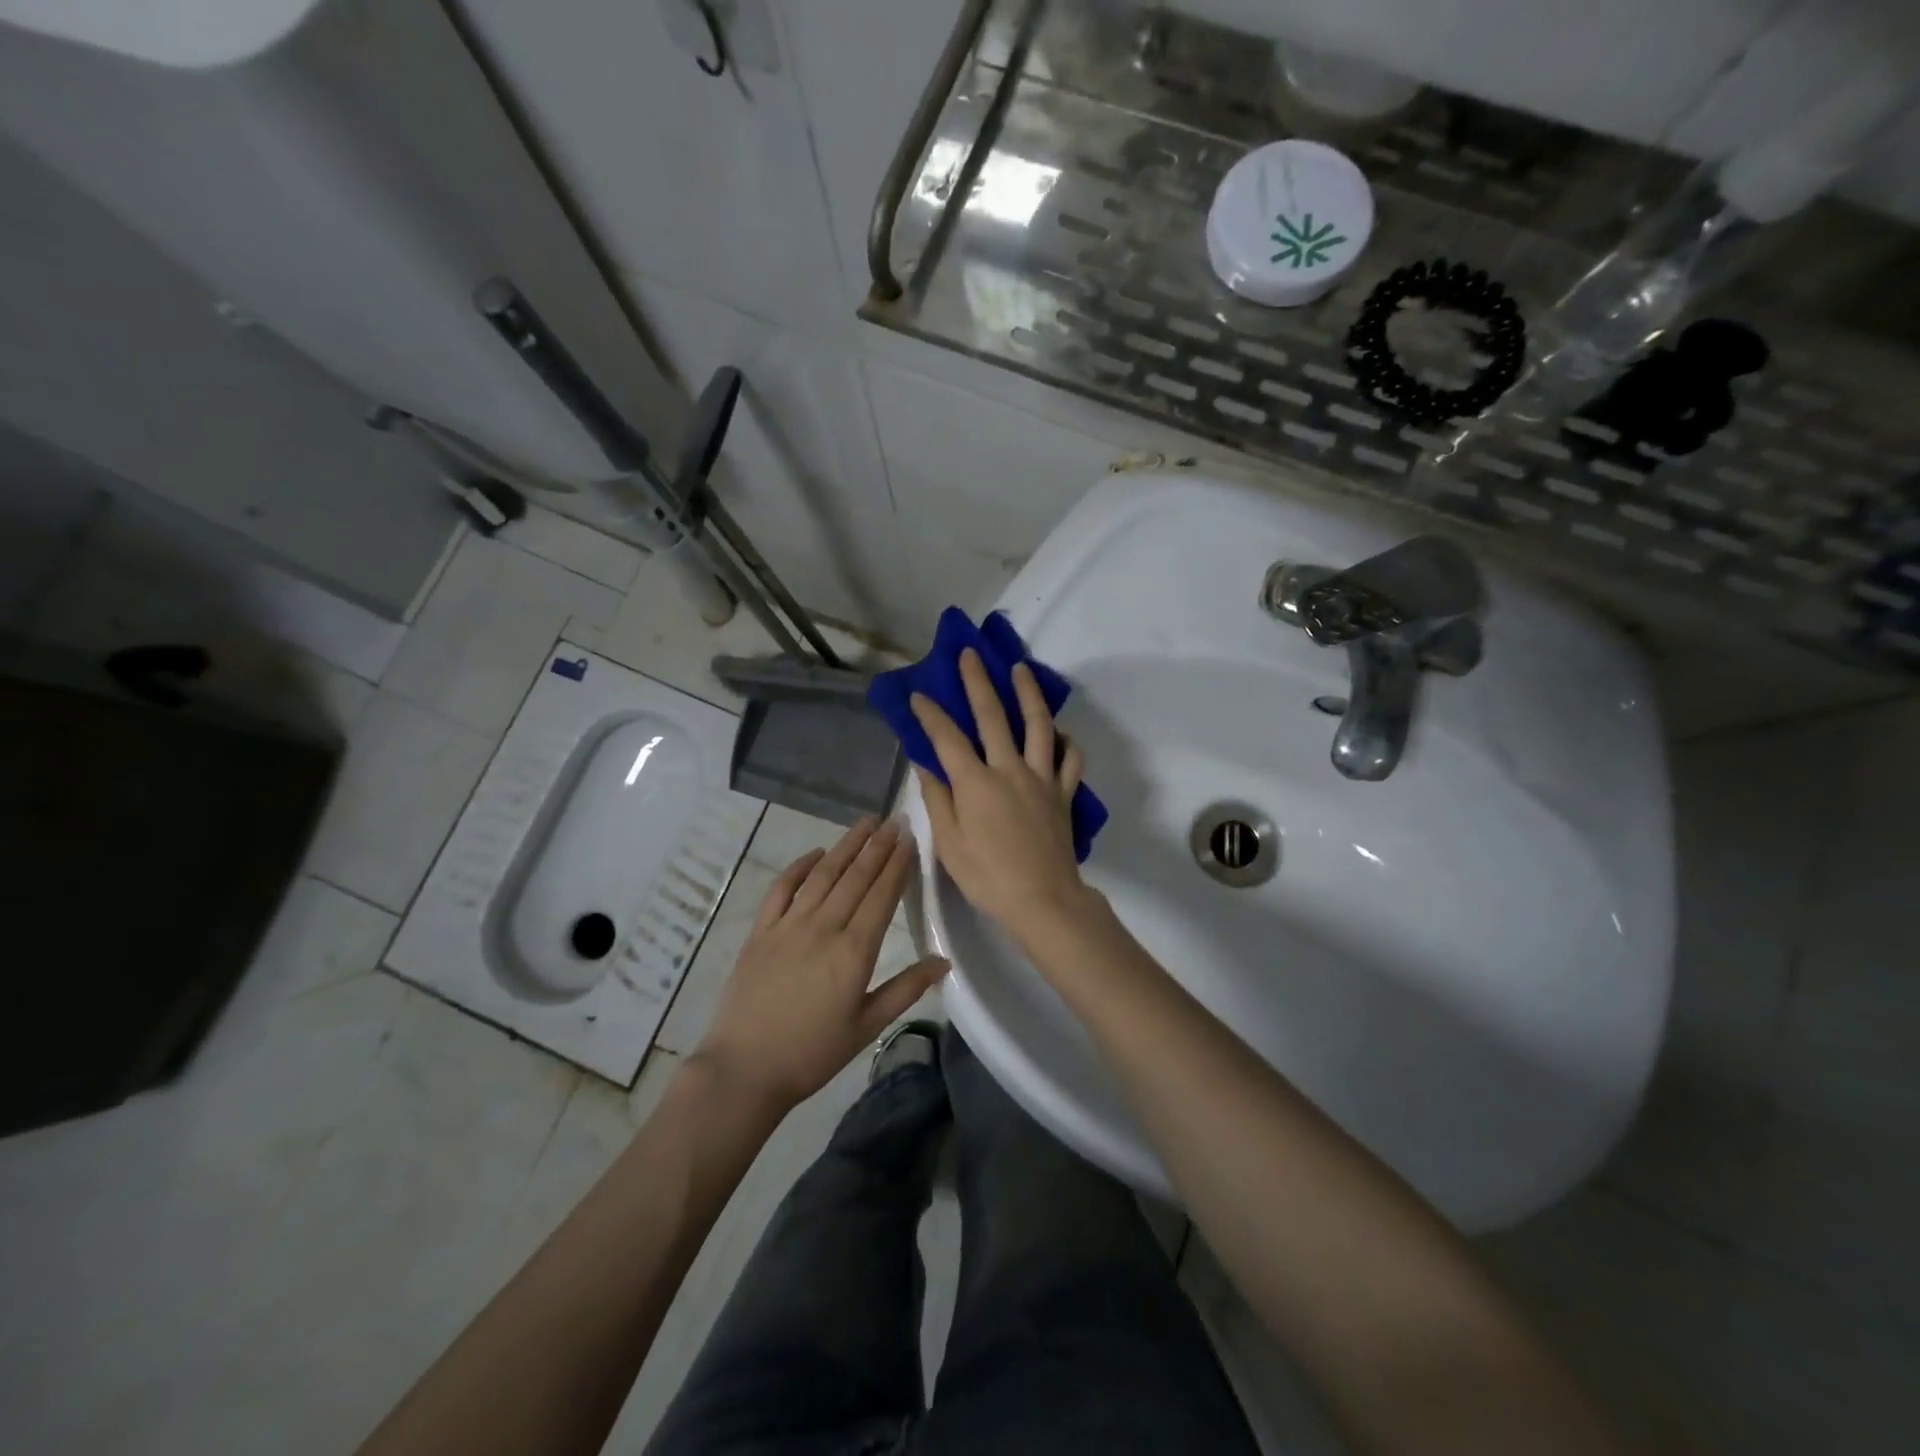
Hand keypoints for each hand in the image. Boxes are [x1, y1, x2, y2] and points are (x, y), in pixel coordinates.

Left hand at [696, 817, 948, 1111]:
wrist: (744, 1069)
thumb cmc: (812, 1053)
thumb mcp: (867, 1027)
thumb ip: (906, 989)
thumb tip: (944, 960)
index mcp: (854, 951)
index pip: (881, 895)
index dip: (898, 864)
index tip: (910, 838)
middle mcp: (823, 927)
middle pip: (855, 877)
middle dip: (878, 846)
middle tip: (894, 820)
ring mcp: (788, 925)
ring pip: (823, 875)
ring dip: (846, 846)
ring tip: (865, 823)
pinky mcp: (761, 931)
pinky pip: (782, 888)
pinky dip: (799, 867)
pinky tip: (815, 853)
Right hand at [911, 649, 1093, 942]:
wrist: (1043, 899)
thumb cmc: (987, 876)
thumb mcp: (949, 843)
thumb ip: (938, 799)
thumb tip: (925, 764)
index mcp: (975, 783)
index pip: (947, 738)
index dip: (930, 714)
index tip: (918, 695)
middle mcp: (1009, 769)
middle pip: (992, 716)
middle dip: (977, 682)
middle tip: (970, 655)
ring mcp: (1041, 778)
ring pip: (1037, 725)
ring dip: (1028, 693)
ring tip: (1021, 669)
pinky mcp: (1064, 792)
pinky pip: (1070, 759)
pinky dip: (1066, 741)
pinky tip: (1060, 732)